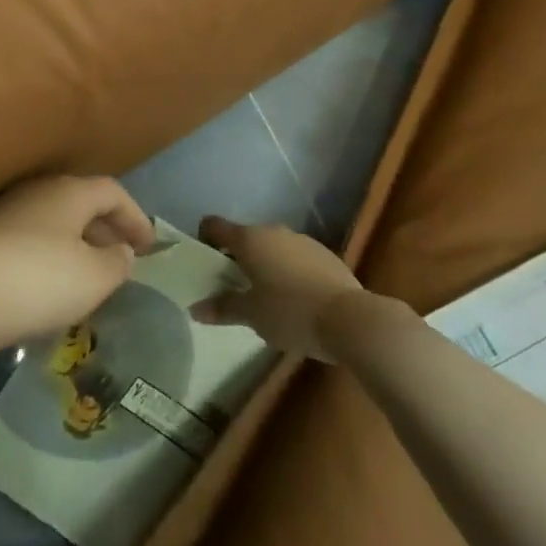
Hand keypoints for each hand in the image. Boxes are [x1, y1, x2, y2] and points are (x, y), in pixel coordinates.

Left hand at [0, 175, 156, 356]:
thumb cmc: (36, 280)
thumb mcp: (92, 278)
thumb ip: (116, 263)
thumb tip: (121, 251)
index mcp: (68, 192)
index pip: (112, 192)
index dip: (135, 217)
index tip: (148, 246)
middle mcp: (36, 192)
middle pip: (80, 203)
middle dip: (104, 230)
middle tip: (120, 260)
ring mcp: (3, 213)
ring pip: (52, 223)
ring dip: (75, 246)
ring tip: (87, 279)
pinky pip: (27, 242)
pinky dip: (47, 259)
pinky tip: (46, 290)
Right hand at [191, 217, 365, 361]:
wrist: (350, 319)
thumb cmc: (291, 312)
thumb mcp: (252, 316)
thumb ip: (223, 308)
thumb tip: (195, 309)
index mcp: (249, 239)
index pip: (215, 225)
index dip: (205, 239)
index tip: (205, 263)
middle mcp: (273, 231)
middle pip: (245, 237)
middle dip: (237, 258)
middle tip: (234, 288)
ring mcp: (301, 240)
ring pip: (272, 247)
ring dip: (265, 264)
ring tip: (267, 297)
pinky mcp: (324, 254)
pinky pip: (296, 257)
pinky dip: (289, 271)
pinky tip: (297, 300)